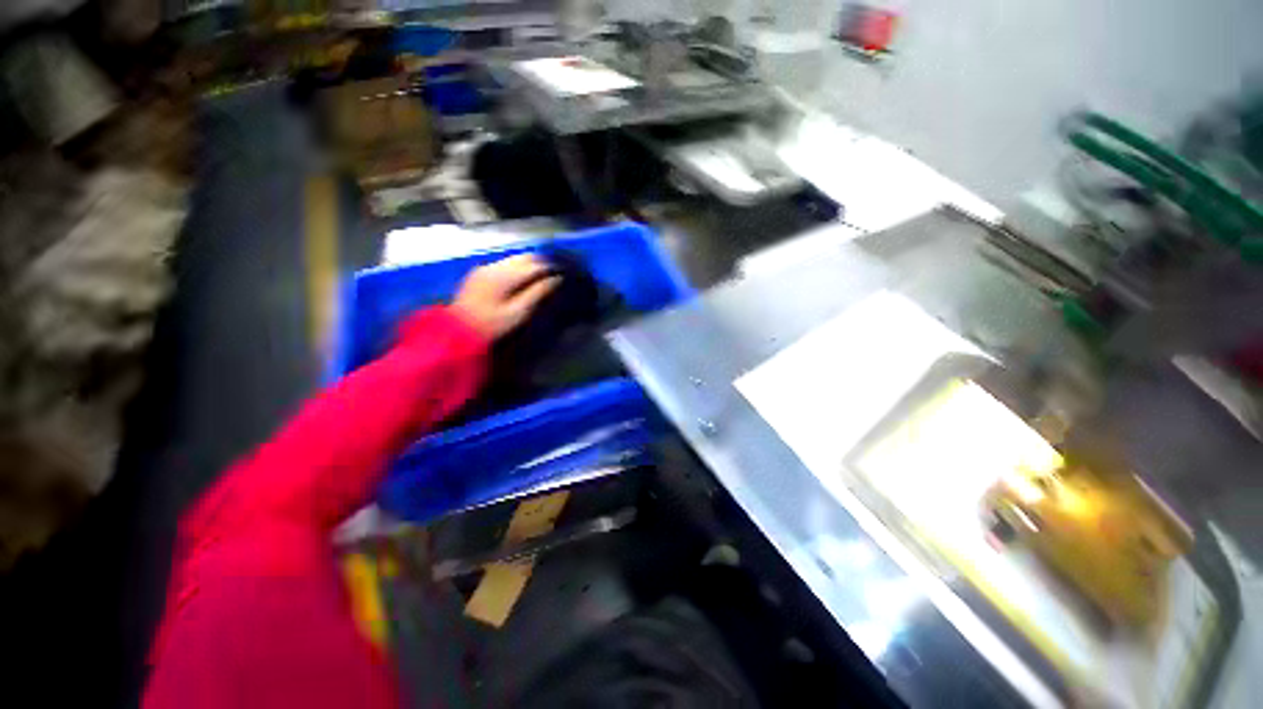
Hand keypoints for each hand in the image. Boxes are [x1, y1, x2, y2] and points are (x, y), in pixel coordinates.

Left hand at [451, 254, 559, 339]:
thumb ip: (538, 293)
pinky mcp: (479, 273)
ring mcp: (486, 268)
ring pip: (515, 259)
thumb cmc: (492, 326)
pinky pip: (505, 264)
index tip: (564, 274)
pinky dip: (518, 268)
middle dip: (543, 263)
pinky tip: (523, 278)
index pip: (536, 265)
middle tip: (556, 273)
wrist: (457, 332)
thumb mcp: (519, 313)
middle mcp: (495, 266)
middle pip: (525, 257)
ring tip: (543, 275)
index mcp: (506, 275)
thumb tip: (557, 279)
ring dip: (531, 264)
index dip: (552, 268)